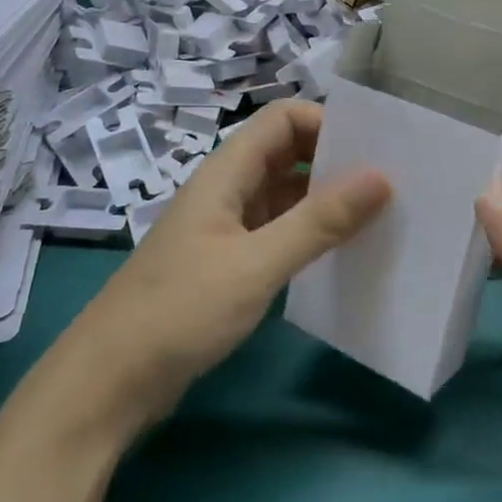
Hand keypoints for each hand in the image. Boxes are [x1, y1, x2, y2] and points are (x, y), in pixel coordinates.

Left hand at [61, 100, 388, 434]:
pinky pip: (278, 233)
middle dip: (335, 161)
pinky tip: (342, 255)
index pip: (283, 119)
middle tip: (391, 184)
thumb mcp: (256, 265)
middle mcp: (227, 191)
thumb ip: (319, 222)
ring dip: (326, 201)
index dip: (327, 123)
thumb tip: (382, 177)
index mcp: (226, 174)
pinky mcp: (228, 265)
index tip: (376, 151)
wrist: (110, 382)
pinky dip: (310, 235)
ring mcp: (226, 229)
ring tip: (380, 218)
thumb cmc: (180, 312)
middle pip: (286, 153)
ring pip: (285, 196)